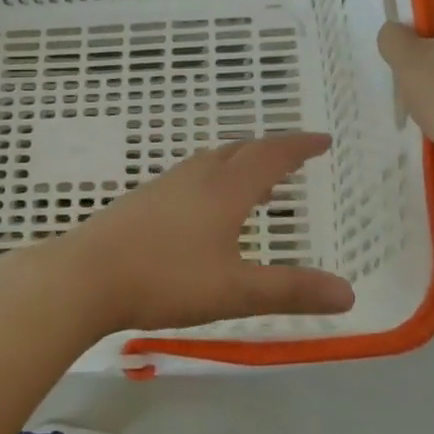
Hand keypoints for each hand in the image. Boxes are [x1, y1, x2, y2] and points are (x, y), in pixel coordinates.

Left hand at [56, 134, 353, 336]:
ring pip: (212, 161)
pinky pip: (191, 176)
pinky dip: (215, 179)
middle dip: (272, 151)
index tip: (323, 140)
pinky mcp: (142, 200)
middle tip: (294, 158)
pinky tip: (205, 210)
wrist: (85, 275)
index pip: (272, 156)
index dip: (300, 146)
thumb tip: (348, 294)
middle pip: (241, 151)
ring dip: (241, 164)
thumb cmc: (166, 279)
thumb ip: (291, 291)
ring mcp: (165, 185)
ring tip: (258, 185)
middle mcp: (197, 177)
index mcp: (225, 189)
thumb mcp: (235, 291)